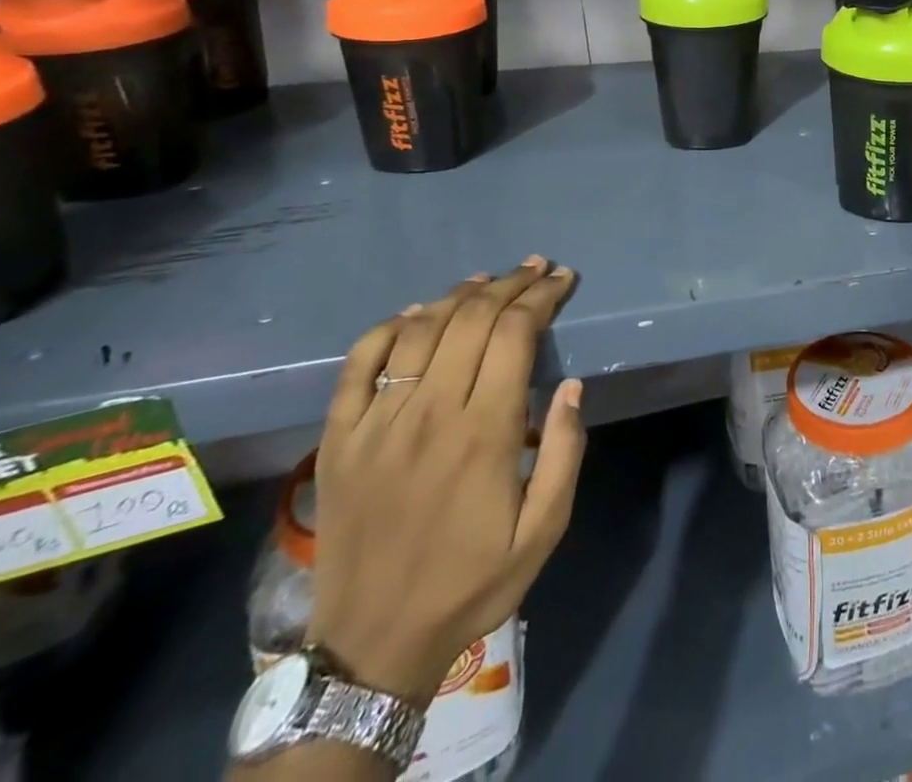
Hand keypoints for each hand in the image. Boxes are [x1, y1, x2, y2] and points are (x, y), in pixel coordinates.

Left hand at [307, 258, 584, 704]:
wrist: (373, 644)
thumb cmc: (472, 582)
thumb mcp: (545, 529)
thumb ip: (567, 452)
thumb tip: (572, 385)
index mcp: (485, 432)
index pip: (516, 334)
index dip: (542, 297)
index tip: (563, 280)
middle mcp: (431, 413)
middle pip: (472, 319)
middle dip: (511, 283)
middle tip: (537, 268)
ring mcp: (378, 422)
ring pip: (421, 329)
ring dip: (459, 294)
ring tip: (488, 279)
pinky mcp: (339, 437)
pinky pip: (359, 363)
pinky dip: (388, 326)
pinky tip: (416, 313)